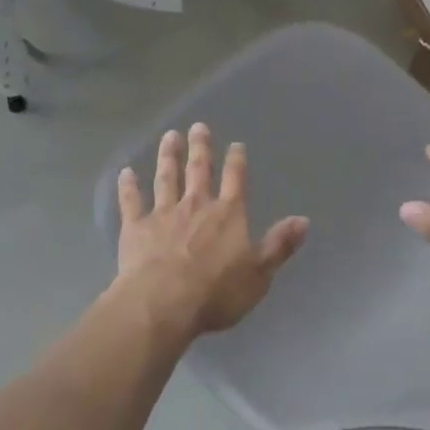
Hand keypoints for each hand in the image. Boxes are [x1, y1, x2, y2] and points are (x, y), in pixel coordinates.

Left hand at [114, 123, 308, 340]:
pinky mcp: (136, 227)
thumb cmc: (216, 292)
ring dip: (168, 156)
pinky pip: (132, 201)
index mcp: (227, 214)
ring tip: (169, 136)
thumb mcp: (259, 273)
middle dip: (200, 147)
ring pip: (166, 178)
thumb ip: (279, 245)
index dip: (237, 161)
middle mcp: (196, 205)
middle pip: (199, 170)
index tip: (236, 144)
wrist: (164, 302)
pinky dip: (128, 186)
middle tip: (198, 126)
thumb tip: (303, 220)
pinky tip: (126, 172)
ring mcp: (164, 213)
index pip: (235, 180)